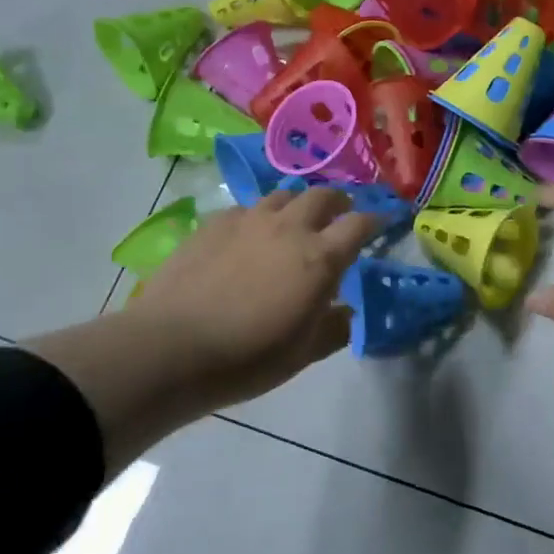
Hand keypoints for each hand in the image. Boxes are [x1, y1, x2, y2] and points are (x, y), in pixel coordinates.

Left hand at [27, 188, 377, 469]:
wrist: (172, 347)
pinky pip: (246, 208)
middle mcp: (289, 228)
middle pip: (323, 196)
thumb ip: (334, 328)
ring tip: (296, 221)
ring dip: (298, 204)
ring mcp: (249, 220)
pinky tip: (250, 235)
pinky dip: (259, 216)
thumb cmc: (248, 357)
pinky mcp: (214, 223)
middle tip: (340, 215)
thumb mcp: (303, 354)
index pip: (359, 225)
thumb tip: (346, 312)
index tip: (381, 224)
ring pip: (283, 195)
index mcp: (320, 258)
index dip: (375, 221)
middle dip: (339, 203)